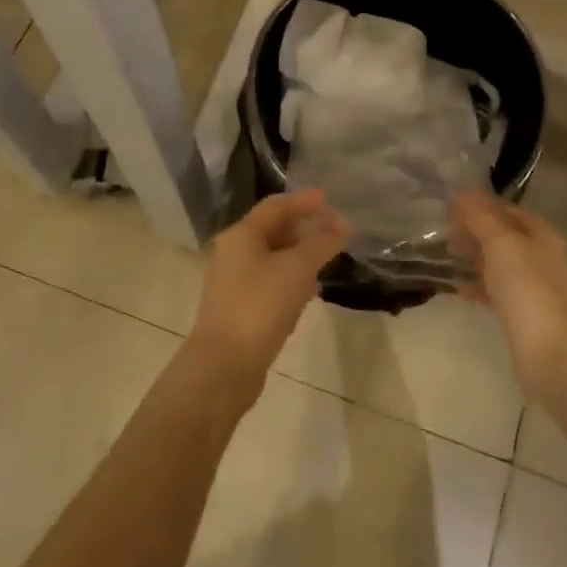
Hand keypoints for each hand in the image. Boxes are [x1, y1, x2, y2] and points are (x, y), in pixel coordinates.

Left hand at [189, 189, 346, 388]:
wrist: (225, 365)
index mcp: (241, 235)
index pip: (276, 206)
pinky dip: (292, 282)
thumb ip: (321, 244)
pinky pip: (271, 284)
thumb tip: (342, 228)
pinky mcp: (241, 309)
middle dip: (306, 230)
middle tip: (337, 233)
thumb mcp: (297, 268)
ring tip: (328, 262)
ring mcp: (235, 282)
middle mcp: (234, 253)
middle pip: (274, 231)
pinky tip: (310, 295)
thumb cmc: (260, 305)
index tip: (331, 200)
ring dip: (301, 257)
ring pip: (274, 260)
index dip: (305, 201)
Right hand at [453, 193, 566, 396]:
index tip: (450, 205)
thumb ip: (481, 218)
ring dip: (474, 259)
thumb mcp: (501, 243)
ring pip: (499, 265)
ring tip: (444, 256)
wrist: (552, 350)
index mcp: (541, 235)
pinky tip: (456, 288)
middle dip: (475, 232)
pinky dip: (477, 287)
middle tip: (443, 230)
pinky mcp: (522, 316)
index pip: (509, 210)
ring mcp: (532, 288)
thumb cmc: (527, 286)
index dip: (481, 205)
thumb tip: (462, 193)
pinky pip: (495, 293)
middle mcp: (540, 258)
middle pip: (504, 237)